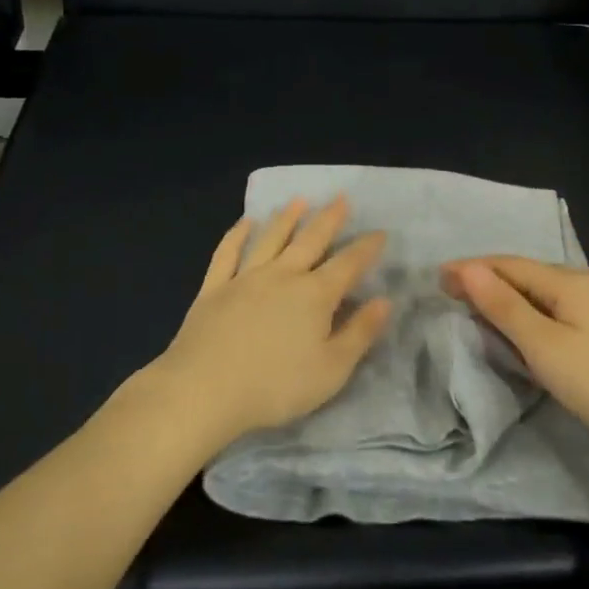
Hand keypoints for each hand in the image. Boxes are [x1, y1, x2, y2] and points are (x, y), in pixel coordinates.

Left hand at [148, 197, 391, 449]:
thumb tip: (384, 301)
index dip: (366, 248)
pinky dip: (237, 235)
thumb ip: (360, 333)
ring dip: (287, 218)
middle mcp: (283, 276)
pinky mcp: (214, 288)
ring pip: (271, 239)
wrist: (204, 390)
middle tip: (341, 198)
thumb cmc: (275, 386)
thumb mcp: (331, 369)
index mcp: (315, 295)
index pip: (348, 265)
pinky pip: (228, 253)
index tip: (380, 232)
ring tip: (299, 200)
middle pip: (311, 241)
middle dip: (329, 219)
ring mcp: (245, 278)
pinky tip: (244, 223)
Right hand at [442, 257, 588, 453]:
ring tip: (491, 297)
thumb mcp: (541, 344)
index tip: (437, 280)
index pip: (507, 266)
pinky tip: (588, 282)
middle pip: (528, 272)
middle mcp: (587, 284)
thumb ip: (503, 305)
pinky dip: (566, 292)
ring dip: (517, 287)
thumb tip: (468, 268)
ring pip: (553, 285)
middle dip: (489, 277)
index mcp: (566, 282)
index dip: (471, 269)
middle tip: (455, 291)